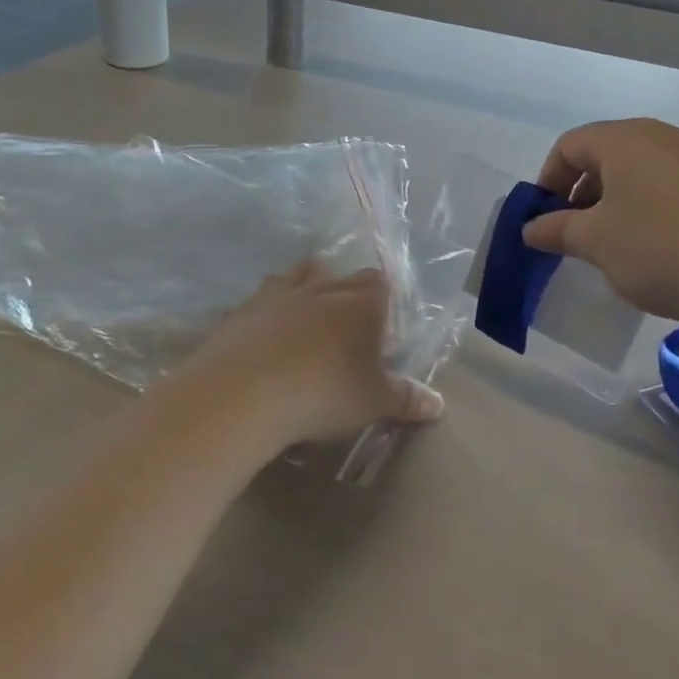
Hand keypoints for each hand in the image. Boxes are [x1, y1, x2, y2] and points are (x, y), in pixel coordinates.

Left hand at [170, 263, 442, 455]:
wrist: (243, 393)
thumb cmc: (323, 393)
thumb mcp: (373, 402)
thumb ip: (406, 400)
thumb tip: (438, 404)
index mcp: (359, 303)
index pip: (381, 283)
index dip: (384, 301)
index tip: (382, 326)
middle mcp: (320, 288)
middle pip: (339, 274)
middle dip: (346, 292)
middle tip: (347, 326)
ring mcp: (276, 294)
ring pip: (296, 276)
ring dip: (304, 290)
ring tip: (305, 320)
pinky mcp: (240, 310)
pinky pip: (259, 302)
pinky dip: (266, 314)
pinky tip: (263, 339)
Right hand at [521, 119, 678, 323]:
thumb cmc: (661, 249)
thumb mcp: (596, 243)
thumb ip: (558, 230)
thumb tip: (531, 228)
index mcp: (625, 140)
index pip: (569, 145)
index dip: (548, 180)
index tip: (546, 219)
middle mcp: (664, 137)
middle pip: (608, 154)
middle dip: (584, 192)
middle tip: (579, 234)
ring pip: (645, 171)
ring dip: (620, 202)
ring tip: (620, 245)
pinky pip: (678, 187)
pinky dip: (657, 208)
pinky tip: (666, 249)